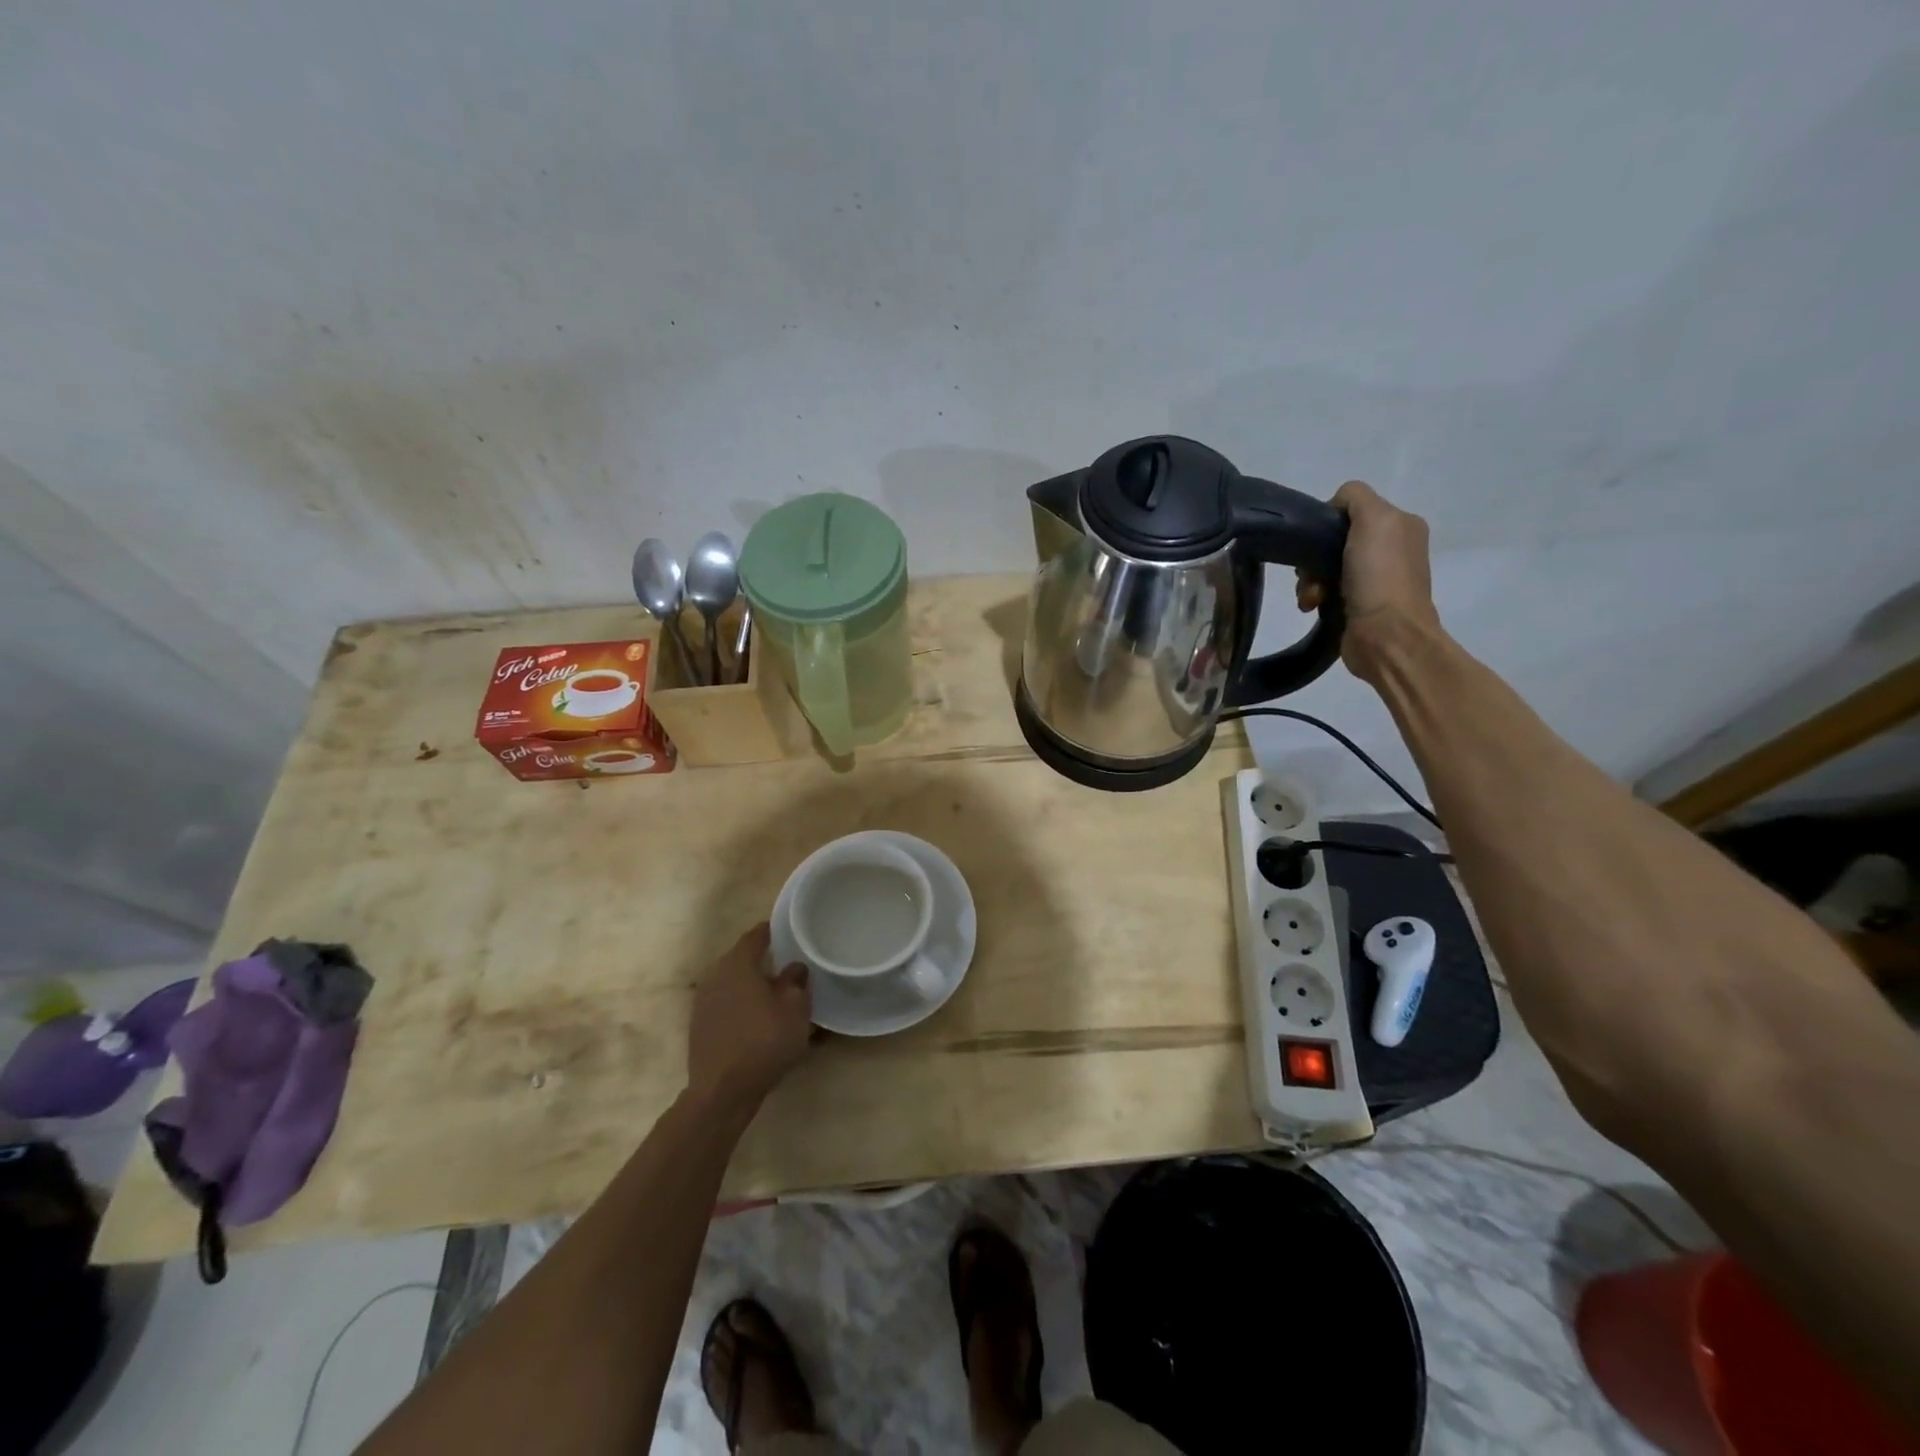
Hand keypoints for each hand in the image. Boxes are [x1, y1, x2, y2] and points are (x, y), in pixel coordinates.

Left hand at [686, 923, 812, 1115]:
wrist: (722, 1092)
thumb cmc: (764, 1042)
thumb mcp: (795, 1010)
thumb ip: (796, 982)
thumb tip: (794, 968)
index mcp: (738, 964)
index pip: (755, 936)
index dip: (772, 930)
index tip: (788, 930)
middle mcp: (715, 976)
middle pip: (741, 959)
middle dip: (763, 960)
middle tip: (787, 965)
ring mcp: (703, 1002)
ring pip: (731, 983)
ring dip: (750, 985)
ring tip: (773, 994)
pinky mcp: (699, 1027)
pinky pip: (724, 1004)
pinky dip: (740, 1005)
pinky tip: (756, 1020)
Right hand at [1295, 480, 1439, 678]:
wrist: (1387, 637)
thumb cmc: (1379, 577)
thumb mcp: (1374, 520)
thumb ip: (1355, 498)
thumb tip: (1335, 507)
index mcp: (1400, 525)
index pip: (1351, 508)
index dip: (1327, 521)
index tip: (1316, 540)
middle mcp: (1391, 549)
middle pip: (1333, 540)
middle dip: (1314, 557)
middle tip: (1309, 573)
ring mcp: (1375, 580)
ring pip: (1325, 567)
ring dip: (1310, 580)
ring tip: (1311, 598)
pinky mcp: (1359, 606)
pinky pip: (1326, 592)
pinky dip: (1315, 597)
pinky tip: (1313, 607)